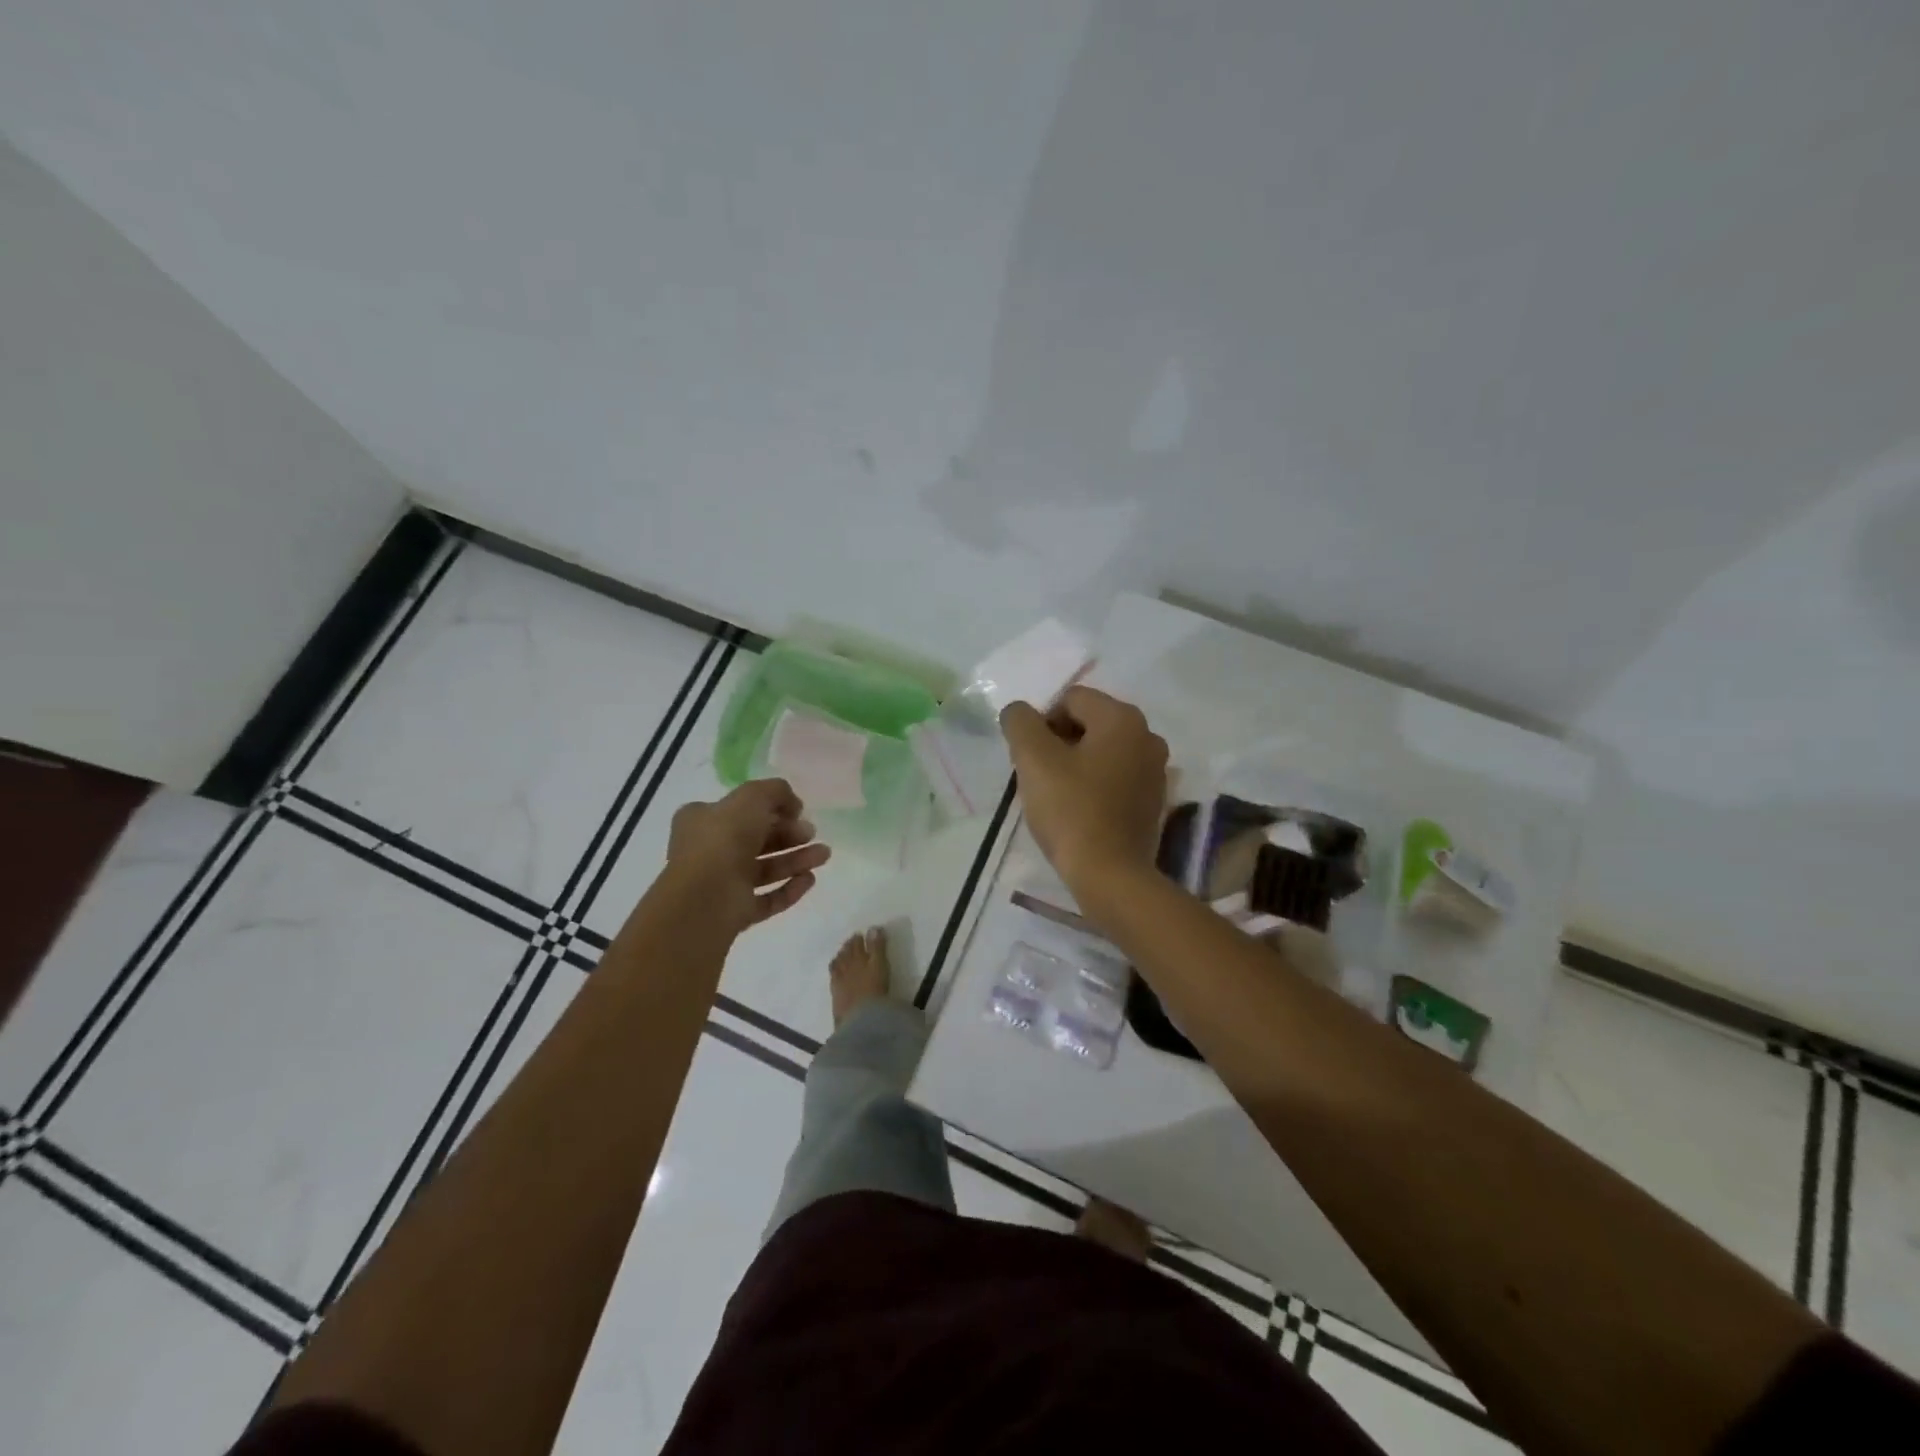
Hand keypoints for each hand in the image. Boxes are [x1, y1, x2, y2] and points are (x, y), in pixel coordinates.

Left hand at [663, 779, 830, 935]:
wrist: (706, 897)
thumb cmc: (723, 839)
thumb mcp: (752, 797)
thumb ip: (776, 791)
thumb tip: (793, 805)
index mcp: (702, 820)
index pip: (740, 810)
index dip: (770, 808)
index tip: (796, 811)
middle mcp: (709, 851)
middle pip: (757, 839)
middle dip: (789, 834)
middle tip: (812, 833)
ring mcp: (722, 884)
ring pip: (765, 869)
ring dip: (796, 860)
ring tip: (824, 855)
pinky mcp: (735, 912)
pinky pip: (767, 898)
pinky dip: (789, 889)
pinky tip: (809, 879)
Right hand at [1000, 686, 1168, 896]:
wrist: (1110, 876)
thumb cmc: (1071, 810)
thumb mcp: (1033, 759)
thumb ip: (1020, 722)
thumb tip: (1019, 712)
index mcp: (1123, 718)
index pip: (1070, 699)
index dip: (1041, 724)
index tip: (1030, 759)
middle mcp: (1147, 736)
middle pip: (1088, 723)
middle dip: (1058, 743)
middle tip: (1039, 777)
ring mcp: (1156, 770)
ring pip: (1101, 751)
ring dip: (1075, 764)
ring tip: (1057, 796)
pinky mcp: (1153, 800)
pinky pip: (1115, 777)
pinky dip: (1094, 785)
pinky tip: (1079, 811)